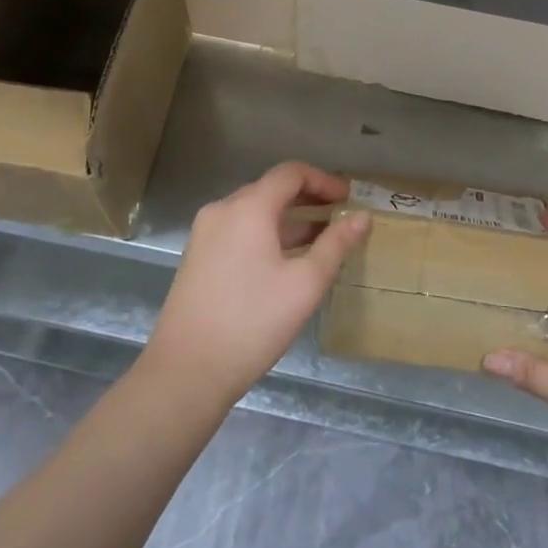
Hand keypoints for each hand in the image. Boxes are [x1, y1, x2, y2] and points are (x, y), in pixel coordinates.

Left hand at [145, 162, 367, 405]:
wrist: (185, 373)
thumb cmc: (252, 322)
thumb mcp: (305, 284)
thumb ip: (336, 244)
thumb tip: (363, 217)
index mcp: (248, 208)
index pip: (291, 173)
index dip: (323, 180)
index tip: (348, 199)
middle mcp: (222, 210)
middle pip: (271, 189)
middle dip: (308, 198)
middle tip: (339, 216)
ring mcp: (205, 234)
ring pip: (254, 211)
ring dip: (288, 218)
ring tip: (320, 239)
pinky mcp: (197, 257)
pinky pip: (239, 230)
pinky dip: (266, 233)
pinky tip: (285, 260)